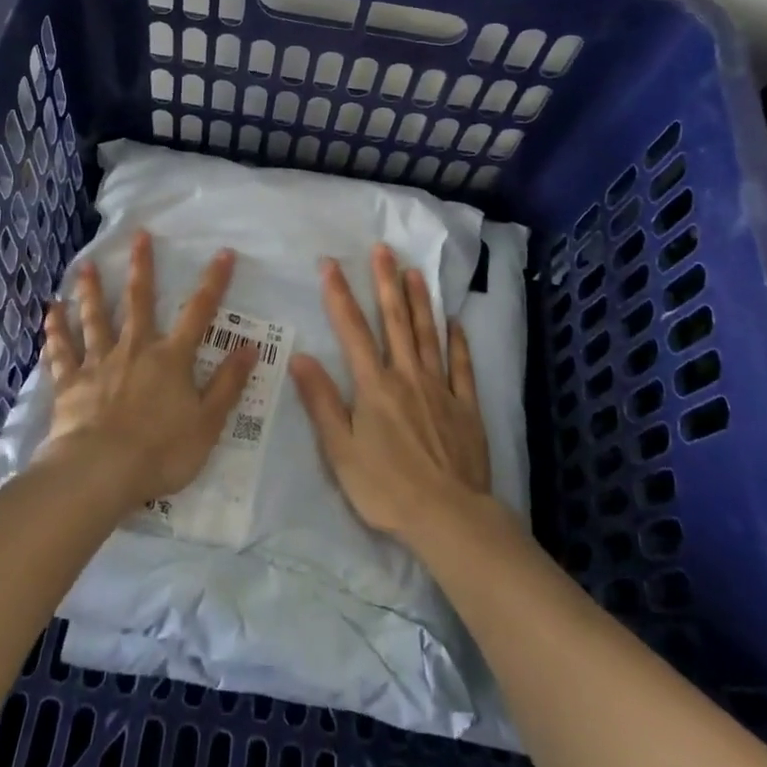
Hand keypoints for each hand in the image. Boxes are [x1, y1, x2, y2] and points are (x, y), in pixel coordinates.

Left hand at [42, 231, 256, 508]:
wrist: (101, 472)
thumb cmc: (161, 451)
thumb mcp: (208, 422)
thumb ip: (228, 383)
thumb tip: (250, 346)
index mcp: (171, 358)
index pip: (199, 312)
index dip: (213, 282)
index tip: (223, 253)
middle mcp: (135, 350)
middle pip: (139, 301)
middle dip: (142, 267)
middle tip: (139, 235)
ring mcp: (99, 363)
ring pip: (95, 319)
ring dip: (91, 291)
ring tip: (85, 266)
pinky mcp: (70, 383)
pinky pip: (61, 351)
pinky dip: (56, 330)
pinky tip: (51, 310)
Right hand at [290, 245, 495, 543]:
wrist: (448, 517)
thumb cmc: (386, 488)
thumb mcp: (340, 450)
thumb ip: (321, 401)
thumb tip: (300, 356)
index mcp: (374, 386)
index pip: (353, 330)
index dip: (339, 295)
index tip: (330, 264)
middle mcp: (407, 376)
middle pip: (395, 321)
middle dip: (386, 282)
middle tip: (383, 249)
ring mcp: (440, 388)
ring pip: (428, 335)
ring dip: (420, 301)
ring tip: (415, 271)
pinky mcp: (466, 407)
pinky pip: (462, 366)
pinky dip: (458, 342)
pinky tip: (455, 323)